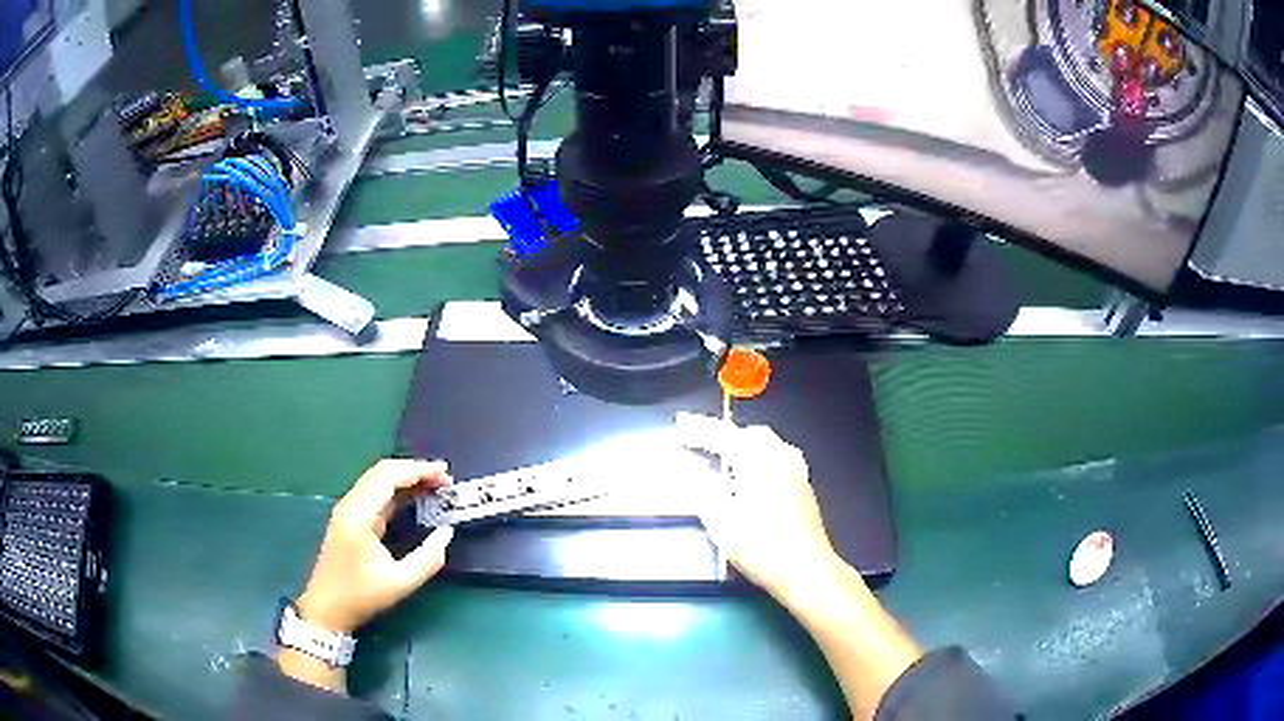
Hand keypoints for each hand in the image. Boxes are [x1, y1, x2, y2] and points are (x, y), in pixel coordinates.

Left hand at [297, 460, 455, 634]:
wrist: (326, 608)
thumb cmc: (361, 595)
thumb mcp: (401, 582)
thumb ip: (428, 558)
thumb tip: (447, 532)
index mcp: (359, 514)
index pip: (389, 477)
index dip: (419, 470)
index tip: (446, 473)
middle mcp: (351, 504)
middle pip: (382, 471)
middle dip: (414, 470)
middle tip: (444, 479)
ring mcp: (347, 510)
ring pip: (377, 479)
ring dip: (405, 478)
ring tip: (434, 486)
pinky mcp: (349, 518)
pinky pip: (374, 493)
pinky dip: (396, 489)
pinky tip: (413, 498)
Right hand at [676, 413, 840, 599]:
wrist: (808, 571)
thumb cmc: (762, 549)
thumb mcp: (722, 524)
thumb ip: (705, 492)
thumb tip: (693, 472)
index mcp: (759, 462)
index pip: (725, 435)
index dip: (701, 429)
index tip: (681, 424)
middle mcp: (781, 459)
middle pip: (750, 434)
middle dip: (724, 434)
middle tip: (699, 439)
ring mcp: (797, 472)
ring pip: (767, 444)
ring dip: (743, 444)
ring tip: (722, 454)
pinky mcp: (804, 487)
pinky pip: (778, 457)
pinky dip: (758, 456)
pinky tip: (750, 474)